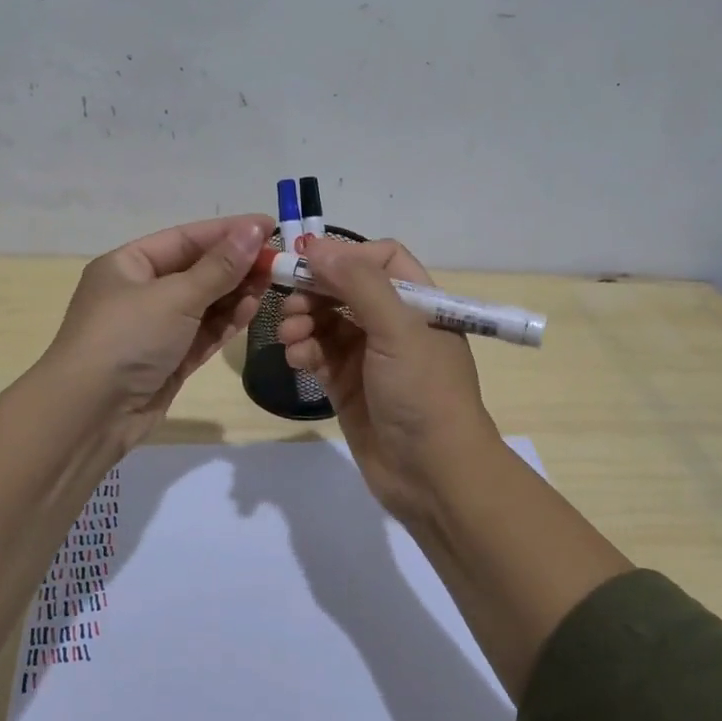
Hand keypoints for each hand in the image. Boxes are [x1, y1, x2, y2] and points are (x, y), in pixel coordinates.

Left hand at [42, 213, 273, 449]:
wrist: (89, 414)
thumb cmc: (127, 338)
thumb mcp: (175, 297)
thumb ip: (219, 267)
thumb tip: (253, 230)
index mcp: (128, 265)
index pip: (186, 238)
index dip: (228, 231)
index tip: (270, 227)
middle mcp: (140, 292)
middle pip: (197, 270)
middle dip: (236, 264)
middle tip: (278, 260)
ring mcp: (155, 328)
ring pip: (204, 303)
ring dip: (236, 292)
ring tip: (272, 283)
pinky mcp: (169, 360)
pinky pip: (203, 332)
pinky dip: (226, 321)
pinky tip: (253, 309)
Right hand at [276, 236, 500, 519]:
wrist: (432, 475)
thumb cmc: (423, 392)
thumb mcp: (397, 329)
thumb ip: (358, 283)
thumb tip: (315, 245)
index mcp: (418, 303)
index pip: (380, 259)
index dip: (345, 255)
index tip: (308, 260)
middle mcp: (393, 324)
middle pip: (345, 288)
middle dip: (315, 291)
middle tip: (289, 303)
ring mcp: (368, 356)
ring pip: (326, 321)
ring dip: (303, 321)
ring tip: (290, 336)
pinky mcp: (347, 385)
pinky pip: (318, 354)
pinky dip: (303, 350)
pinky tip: (295, 358)